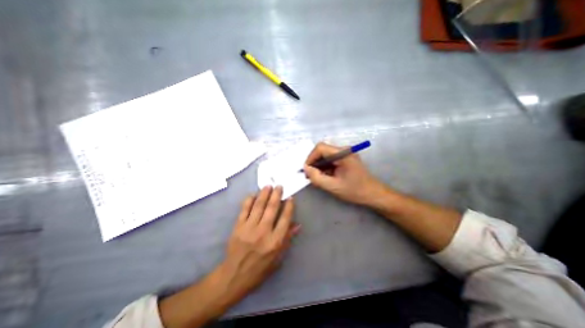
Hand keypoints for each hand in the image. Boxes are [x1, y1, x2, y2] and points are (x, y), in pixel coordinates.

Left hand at [221, 185, 300, 303]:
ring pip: (258, 206)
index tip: (290, 198)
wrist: (235, 276)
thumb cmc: (260, 269)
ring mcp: (249, 228)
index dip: (289, 206)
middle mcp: (263, 232)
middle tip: (279, 186)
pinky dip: (249, 200)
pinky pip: (244, 209)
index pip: (285, 219)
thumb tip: (298, 225)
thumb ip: (287, 239)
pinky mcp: (238, 227)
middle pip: (272, 209)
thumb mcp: (278, 258)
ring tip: (268, 186)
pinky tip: (253, 194)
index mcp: (275, 241)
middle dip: (277, 195)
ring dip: (264, 194)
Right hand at [304, 141, 386, 205]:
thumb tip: (305, 168)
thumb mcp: (333, 186)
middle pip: (322, 151)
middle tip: (309, 175)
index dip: (310, 157)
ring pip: (325, 155)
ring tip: (316, 177)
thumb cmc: (355, 191)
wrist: (373, 194)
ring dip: (319, 165)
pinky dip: (324, 167)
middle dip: (314, 162)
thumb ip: (317, 177)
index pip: (320, 148)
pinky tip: (324, 176)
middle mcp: (344, 150)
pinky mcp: (345, 159)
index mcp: (343, 154)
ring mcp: (345, 154)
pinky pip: (330, 159)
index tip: (307, 170)